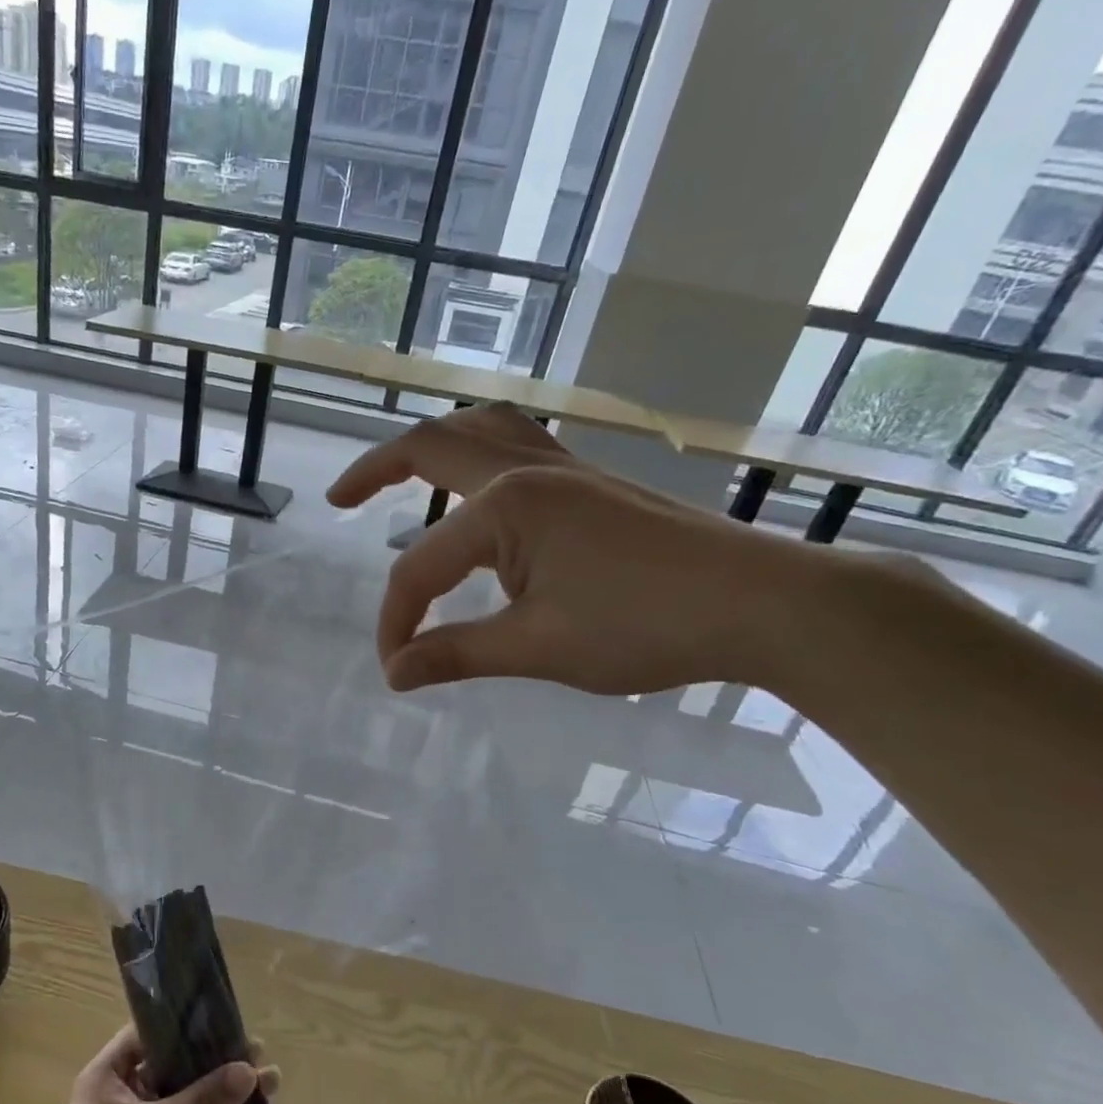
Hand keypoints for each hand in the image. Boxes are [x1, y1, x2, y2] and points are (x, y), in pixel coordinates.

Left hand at [22, 1027, 262, 1103]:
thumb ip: (202, 1102)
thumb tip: (250, 1070)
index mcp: (107, 1077)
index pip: (149, 1034)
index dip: (186, 1025)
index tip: (227, 1020)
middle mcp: (123, 1099)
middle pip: (174, 1069)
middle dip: (215, 1063)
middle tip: (259, 1053)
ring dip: (222, 1099)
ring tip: (269, 1087)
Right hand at [330, 410, 813, 694]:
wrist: (763, 604)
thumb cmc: (647, 626)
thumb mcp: (538, 648)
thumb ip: (457, 654)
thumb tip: (396, 674)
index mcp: (507, 506)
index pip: (422, 566)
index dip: (398, 620)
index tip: (396, 667)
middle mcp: (528, 470)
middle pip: (432, 448)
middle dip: (376, 470)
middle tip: (339, 499)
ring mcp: (565, 468)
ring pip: (481, 429)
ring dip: (432, 444)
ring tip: (401, 471)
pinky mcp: (591, 482)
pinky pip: (517, 444)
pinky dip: (478, 452)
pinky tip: (479, 488)